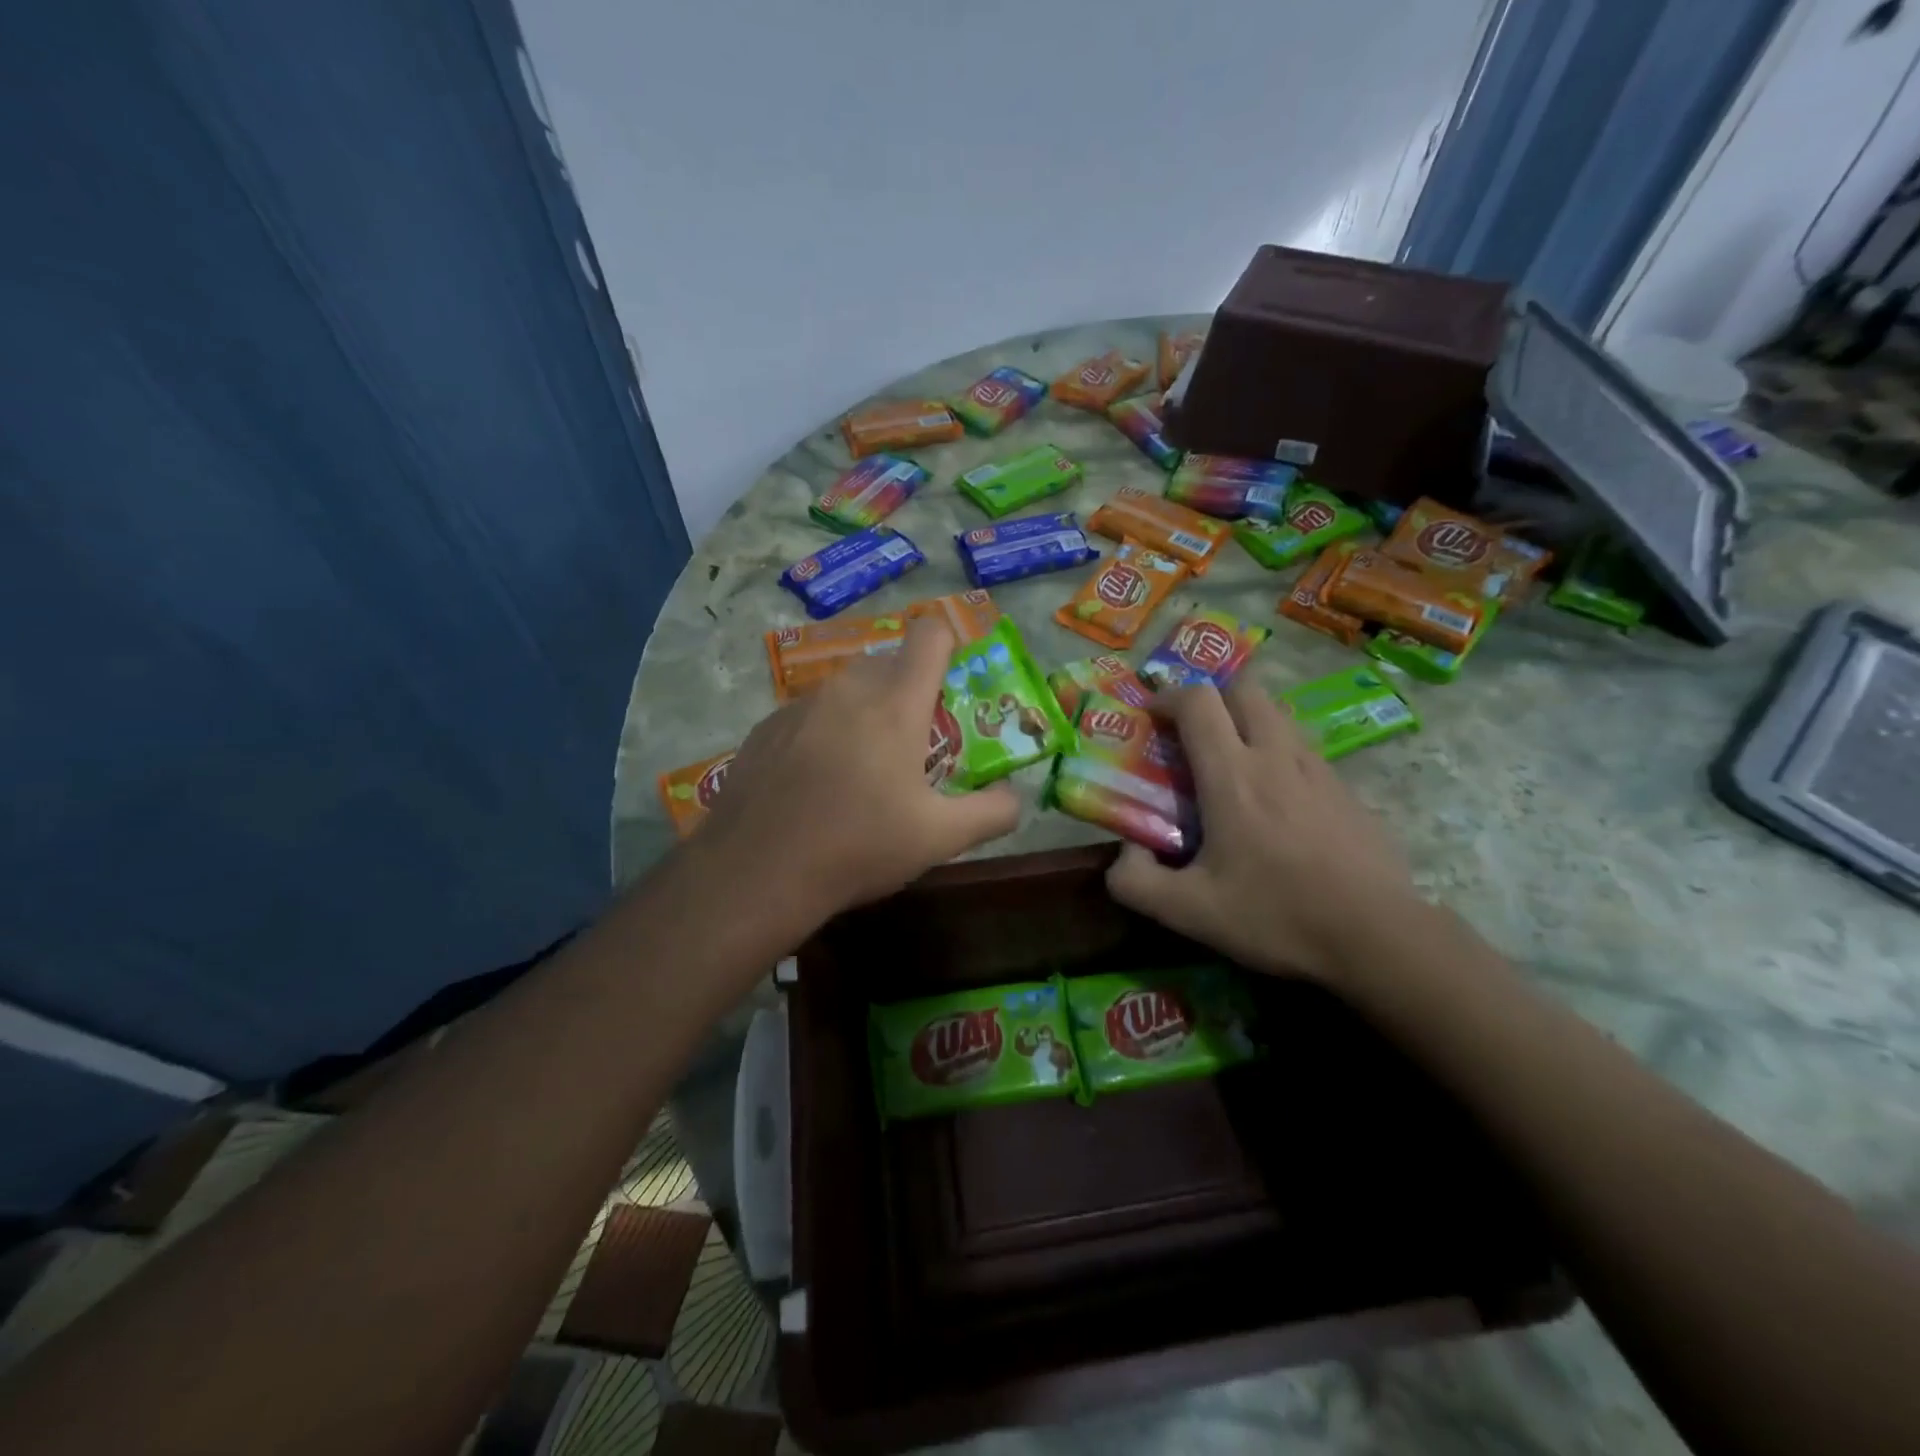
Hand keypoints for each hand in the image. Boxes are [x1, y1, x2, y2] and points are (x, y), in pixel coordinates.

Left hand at [694, 618, 1020, 928]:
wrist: (756, 873)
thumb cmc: (858, 847)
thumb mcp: (939, 838)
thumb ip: (993, 812)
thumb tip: (1015, 798)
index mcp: (895, 703)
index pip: (930, 635)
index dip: (948, 647)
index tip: (952, 685)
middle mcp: (846, 689)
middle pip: (889, 663)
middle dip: (908, 692)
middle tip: (912, 747)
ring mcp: (799, 705)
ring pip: (846, 690)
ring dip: (864, 714)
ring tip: (859, 772)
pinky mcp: (765, 727)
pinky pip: (809, 714)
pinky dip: (823, 733)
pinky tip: (814, 784)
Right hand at [1105, 676, 1416, 984]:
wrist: (1378, 937)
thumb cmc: (1277, 916)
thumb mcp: (1188, 912)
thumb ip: (1135, 882)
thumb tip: (1125, 853)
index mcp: (1232, 775)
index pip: (1197, 701)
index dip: (1167, 697)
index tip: (1150, 717)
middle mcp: (1276, 756)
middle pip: (1245, 689)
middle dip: (1212, 697)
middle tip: (1193, 733)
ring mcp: (1318, 770)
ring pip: (1278, 715)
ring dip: (1247, 722)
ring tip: (1231, 765)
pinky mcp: (1347, 791)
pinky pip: (1304, 751)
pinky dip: (1279, 755)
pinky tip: (1276, 804)